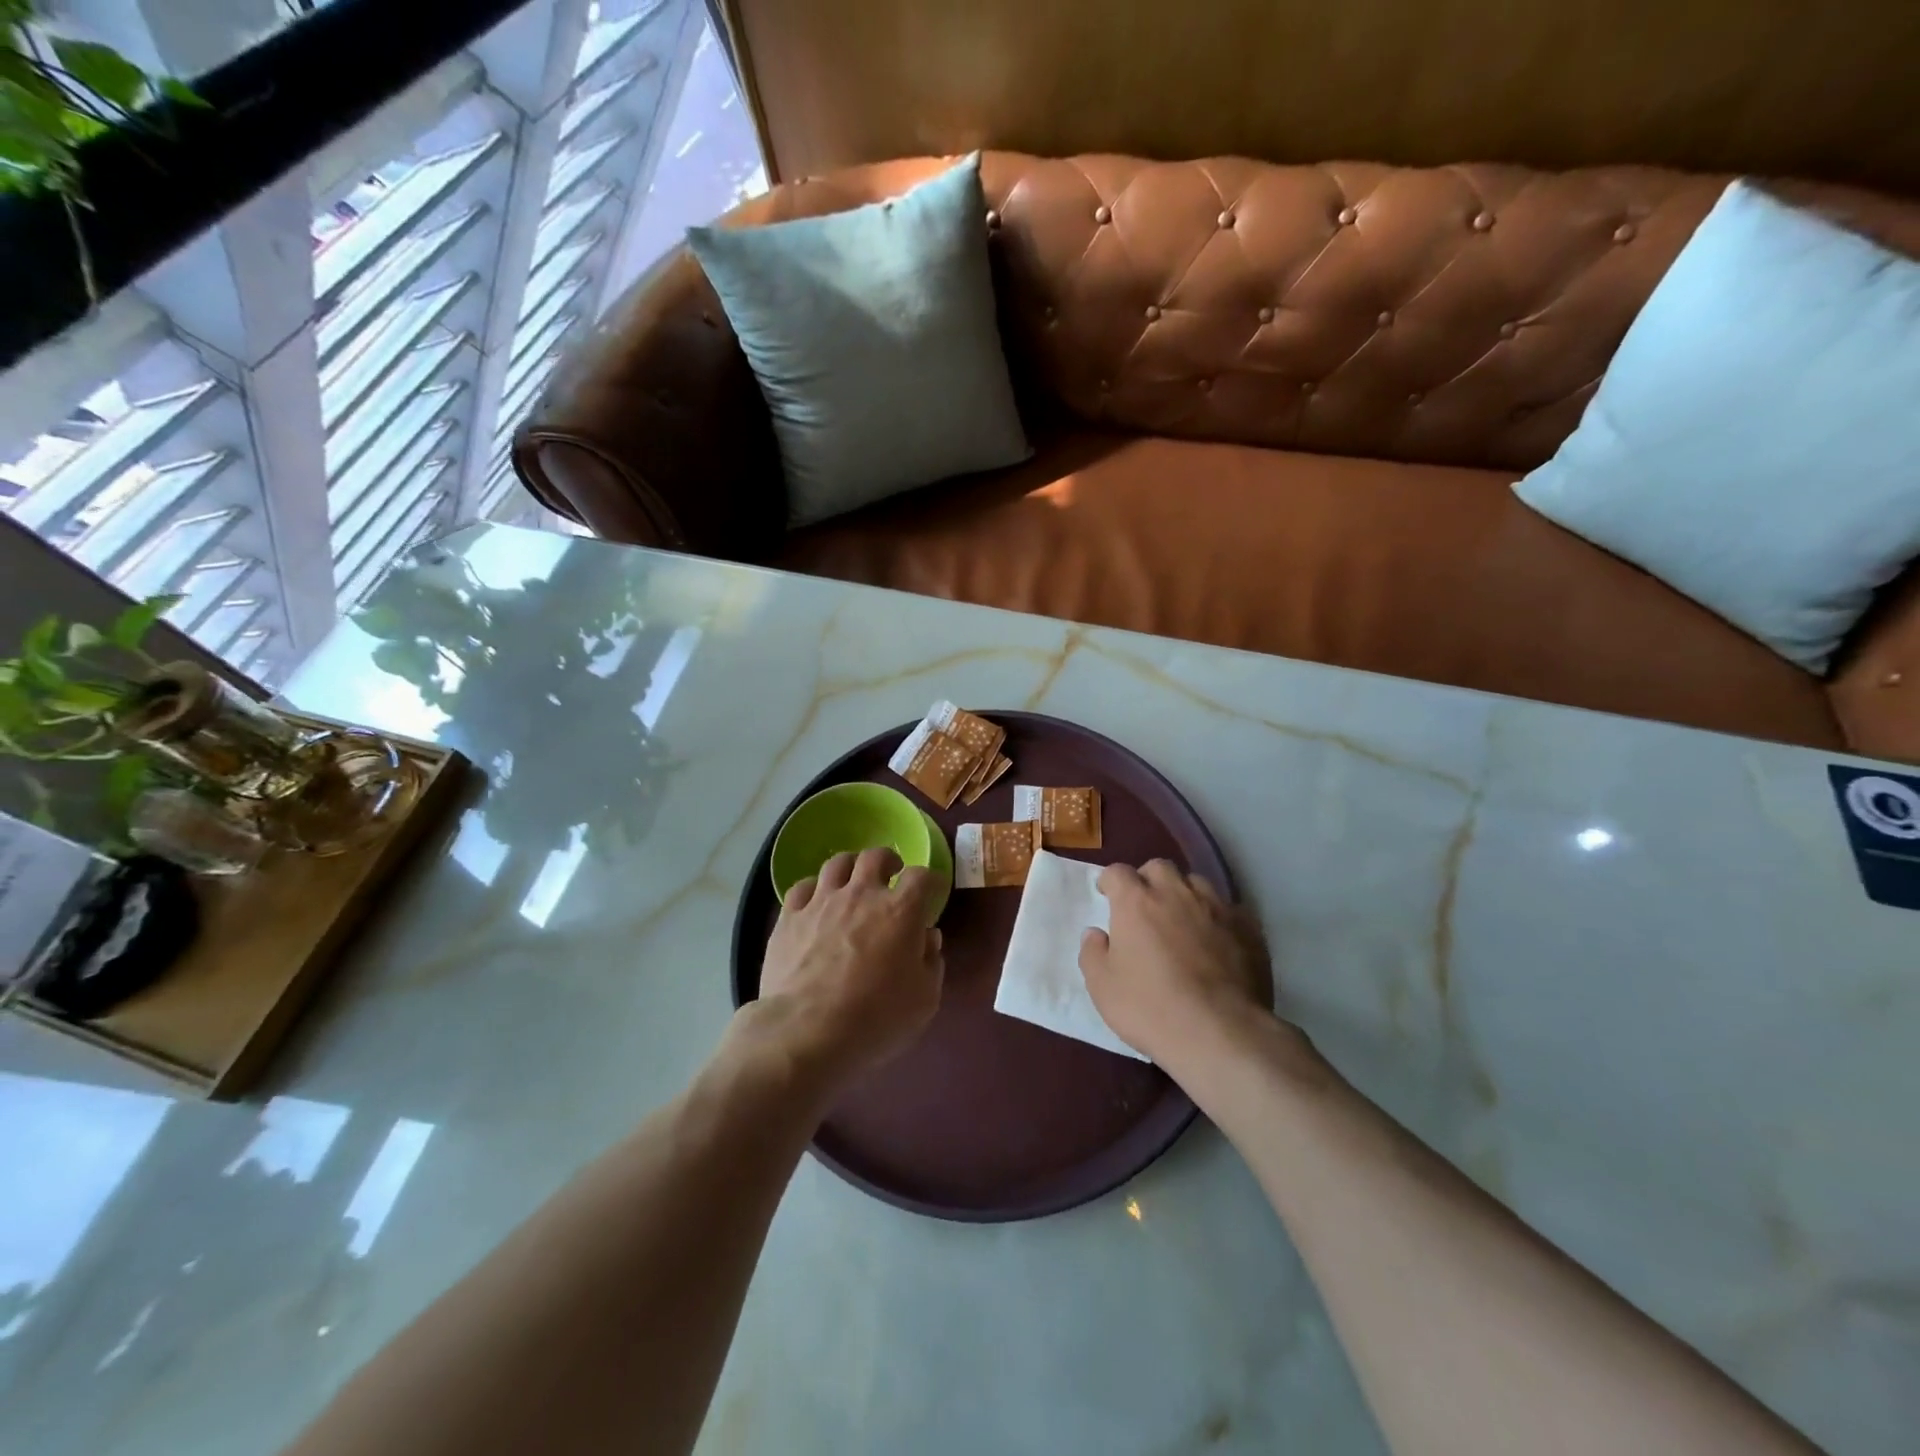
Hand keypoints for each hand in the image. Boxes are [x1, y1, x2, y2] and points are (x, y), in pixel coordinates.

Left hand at [756, 848, 944, 1085]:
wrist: (807, 1032)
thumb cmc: (876, 1018)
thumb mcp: (924, 999)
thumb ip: (931, 962)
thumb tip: (928, 938)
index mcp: (900, 911)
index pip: (921, 876)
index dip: (930, 880)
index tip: (932, 891)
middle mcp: (861, 894)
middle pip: (876, 857)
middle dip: (888, 860)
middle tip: (892, 873)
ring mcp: (822, 902)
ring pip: (837, 863)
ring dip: (851, 867)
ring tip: (853, 880)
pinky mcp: (790, 917)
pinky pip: (802, 887)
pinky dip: (814, 889)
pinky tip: (816, 901)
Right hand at [1080, 860, 1273, 1070]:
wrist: (1220, 1032)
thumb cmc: (1150, 1008)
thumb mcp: (1102, 987)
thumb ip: (1092, 953)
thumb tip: (1096, 934)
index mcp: (1135, 902)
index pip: (1117, 872)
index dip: (1110, 881)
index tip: (1107, 895)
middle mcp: (1176, 893)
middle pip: (1159, 867)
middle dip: (1148, 879)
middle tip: (1144, 906)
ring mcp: (1216, 907)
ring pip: (1197, 882)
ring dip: (1184, 894)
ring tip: (1182, 920)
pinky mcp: (1248, 928)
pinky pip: (1229, 909)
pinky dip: (1217, 917)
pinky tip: (1217, 940)